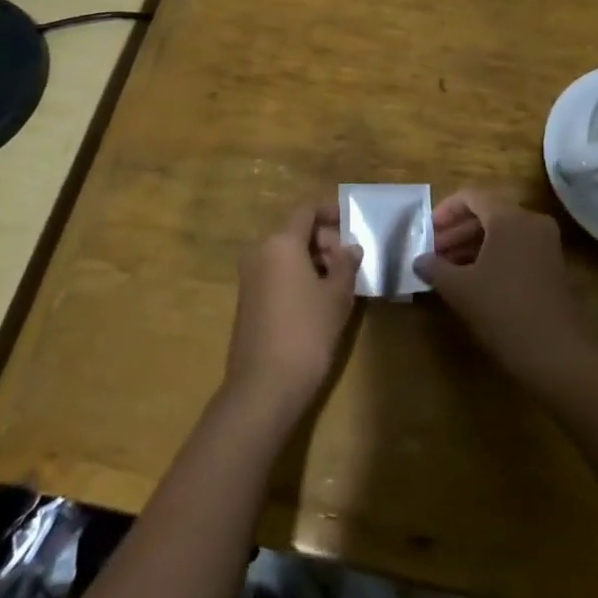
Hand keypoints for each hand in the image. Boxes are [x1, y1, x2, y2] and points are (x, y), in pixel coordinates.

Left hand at [223, 203, 361, 421]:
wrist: (264, 386)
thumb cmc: (307, 332)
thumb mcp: (337, 296)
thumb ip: (346, 265)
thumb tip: (351, 248)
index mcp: (281, 242)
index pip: (306, 211)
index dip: (330, 212)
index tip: (351, 221)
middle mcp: (260, 251)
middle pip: (295, 232)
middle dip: (323, 240)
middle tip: (350, 260)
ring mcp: (249, 276)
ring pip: (285, 254)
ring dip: (311, 260)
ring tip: (338, 281)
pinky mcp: (247, 300)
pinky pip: (275, 274)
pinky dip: (296, 276)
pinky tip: (316, 299)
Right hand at [415, 186, 592, 391]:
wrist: (558, 355)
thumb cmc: (504, 311)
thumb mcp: (460, 289)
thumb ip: (435, 268)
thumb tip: (419, 261)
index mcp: (509, 217)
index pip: (471, 197)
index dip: (445, 211)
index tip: (426, 232)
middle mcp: (531, 222)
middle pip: (487, 213)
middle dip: (457, 231)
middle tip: (433, 252)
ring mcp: (546, 244)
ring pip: (502, 232)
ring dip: (473, 245)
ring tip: (448, 269)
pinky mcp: (553, 266)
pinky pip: (516, 248)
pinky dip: (493, 256)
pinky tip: (473, 280)